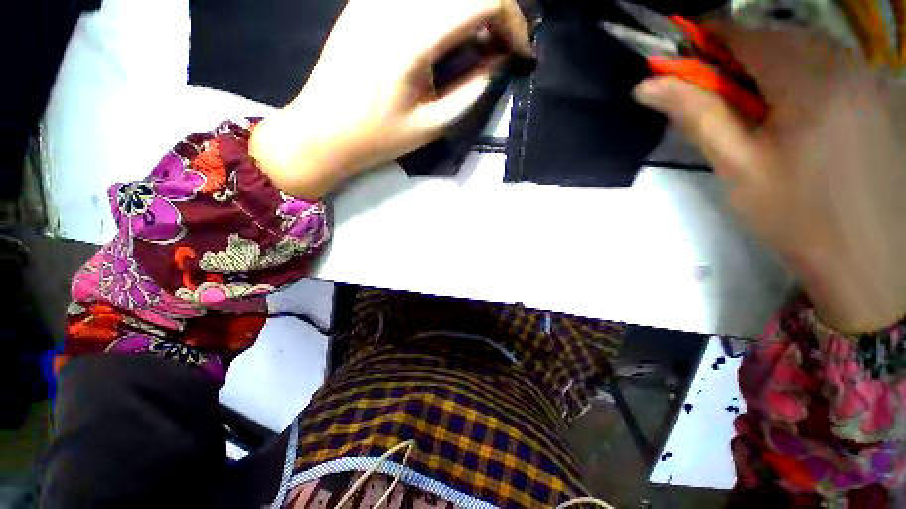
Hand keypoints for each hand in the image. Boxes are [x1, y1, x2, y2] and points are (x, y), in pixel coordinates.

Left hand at [250, 0, 530, 199]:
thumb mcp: (433, 125)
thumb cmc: (378, 137)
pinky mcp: (367, 1)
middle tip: (502, 49)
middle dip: (497, 13)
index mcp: (413, 37)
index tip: (521, 52)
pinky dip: (445, 10)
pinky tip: (447, 37)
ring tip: (479, 45)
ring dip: (471, 11)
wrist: (323, 131)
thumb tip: (500, 61)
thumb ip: (473, 89)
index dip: (514, 21)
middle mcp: (394, 3)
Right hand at [633, 26, 905, 332]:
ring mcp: (868, 75)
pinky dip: (801, 79)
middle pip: (774, 37)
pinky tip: (797, 117)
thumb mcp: (736, 165)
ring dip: (769, 72)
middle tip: (720, 106)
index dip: (704, 44)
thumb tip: (647, 86)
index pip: (742, 33)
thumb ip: (696, 115)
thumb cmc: (796, 215)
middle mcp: (844, 62)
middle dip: (737, 62)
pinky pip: (829, 65)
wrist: (866, 259)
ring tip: (759, 117)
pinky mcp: (879, 93)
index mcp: (807, 78)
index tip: (680, 70)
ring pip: (802, 49)